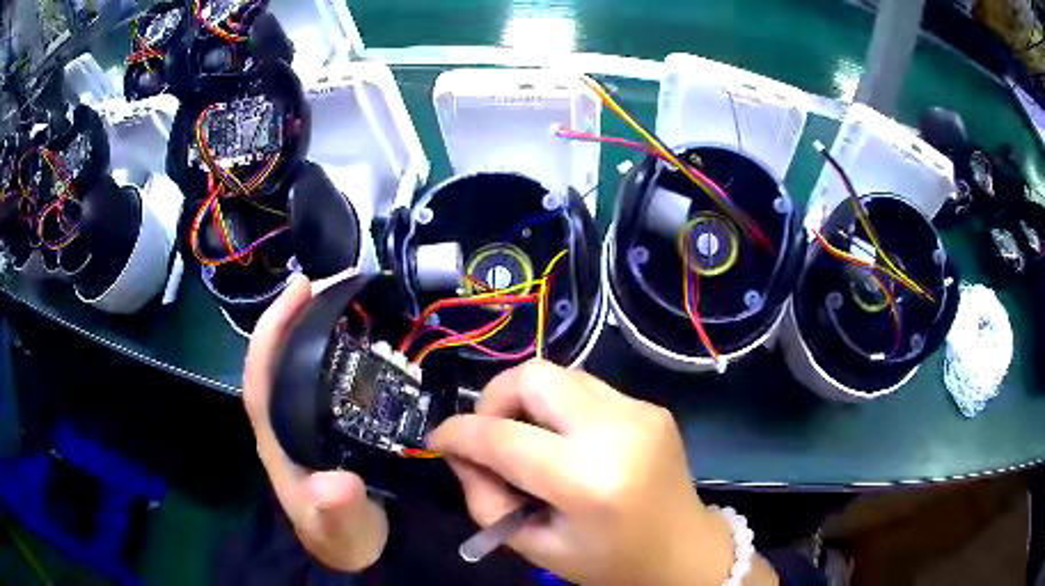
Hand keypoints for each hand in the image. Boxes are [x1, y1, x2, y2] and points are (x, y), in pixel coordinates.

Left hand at [243, 276, 387, 571]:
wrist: (353, 547)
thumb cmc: (340, 536)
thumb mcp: (340, 527)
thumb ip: (336, 509)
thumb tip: (336, 485)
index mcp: (275, 435)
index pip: (261, 372)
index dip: (274, 328)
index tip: (302, 288)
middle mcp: (284, 418)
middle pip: (279, 355)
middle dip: (298, 313)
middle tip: (335, 280)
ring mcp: (305, 418)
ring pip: (301, 361)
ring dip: (318, 324)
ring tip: (349, 296)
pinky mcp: (327, 421)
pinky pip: (326, 374)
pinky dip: (339, 348)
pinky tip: (364, 337)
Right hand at [429, 361, 777, 584]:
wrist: (683, 550)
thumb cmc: (610, 562)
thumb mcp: (536, 546)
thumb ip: (486, 499)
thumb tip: (460, 454)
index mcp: (589, 480)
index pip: (502, 437)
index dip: (458, 433)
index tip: (439, 440)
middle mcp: (618, 431)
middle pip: (534, 376)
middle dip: (494, 398)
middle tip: (487, 434)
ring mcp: (641, 411)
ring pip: (559, 374)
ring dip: (527, 400)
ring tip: (526, 440)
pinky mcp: (650, 406)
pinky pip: (586, 389)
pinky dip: (559, 408)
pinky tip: (564, 441)